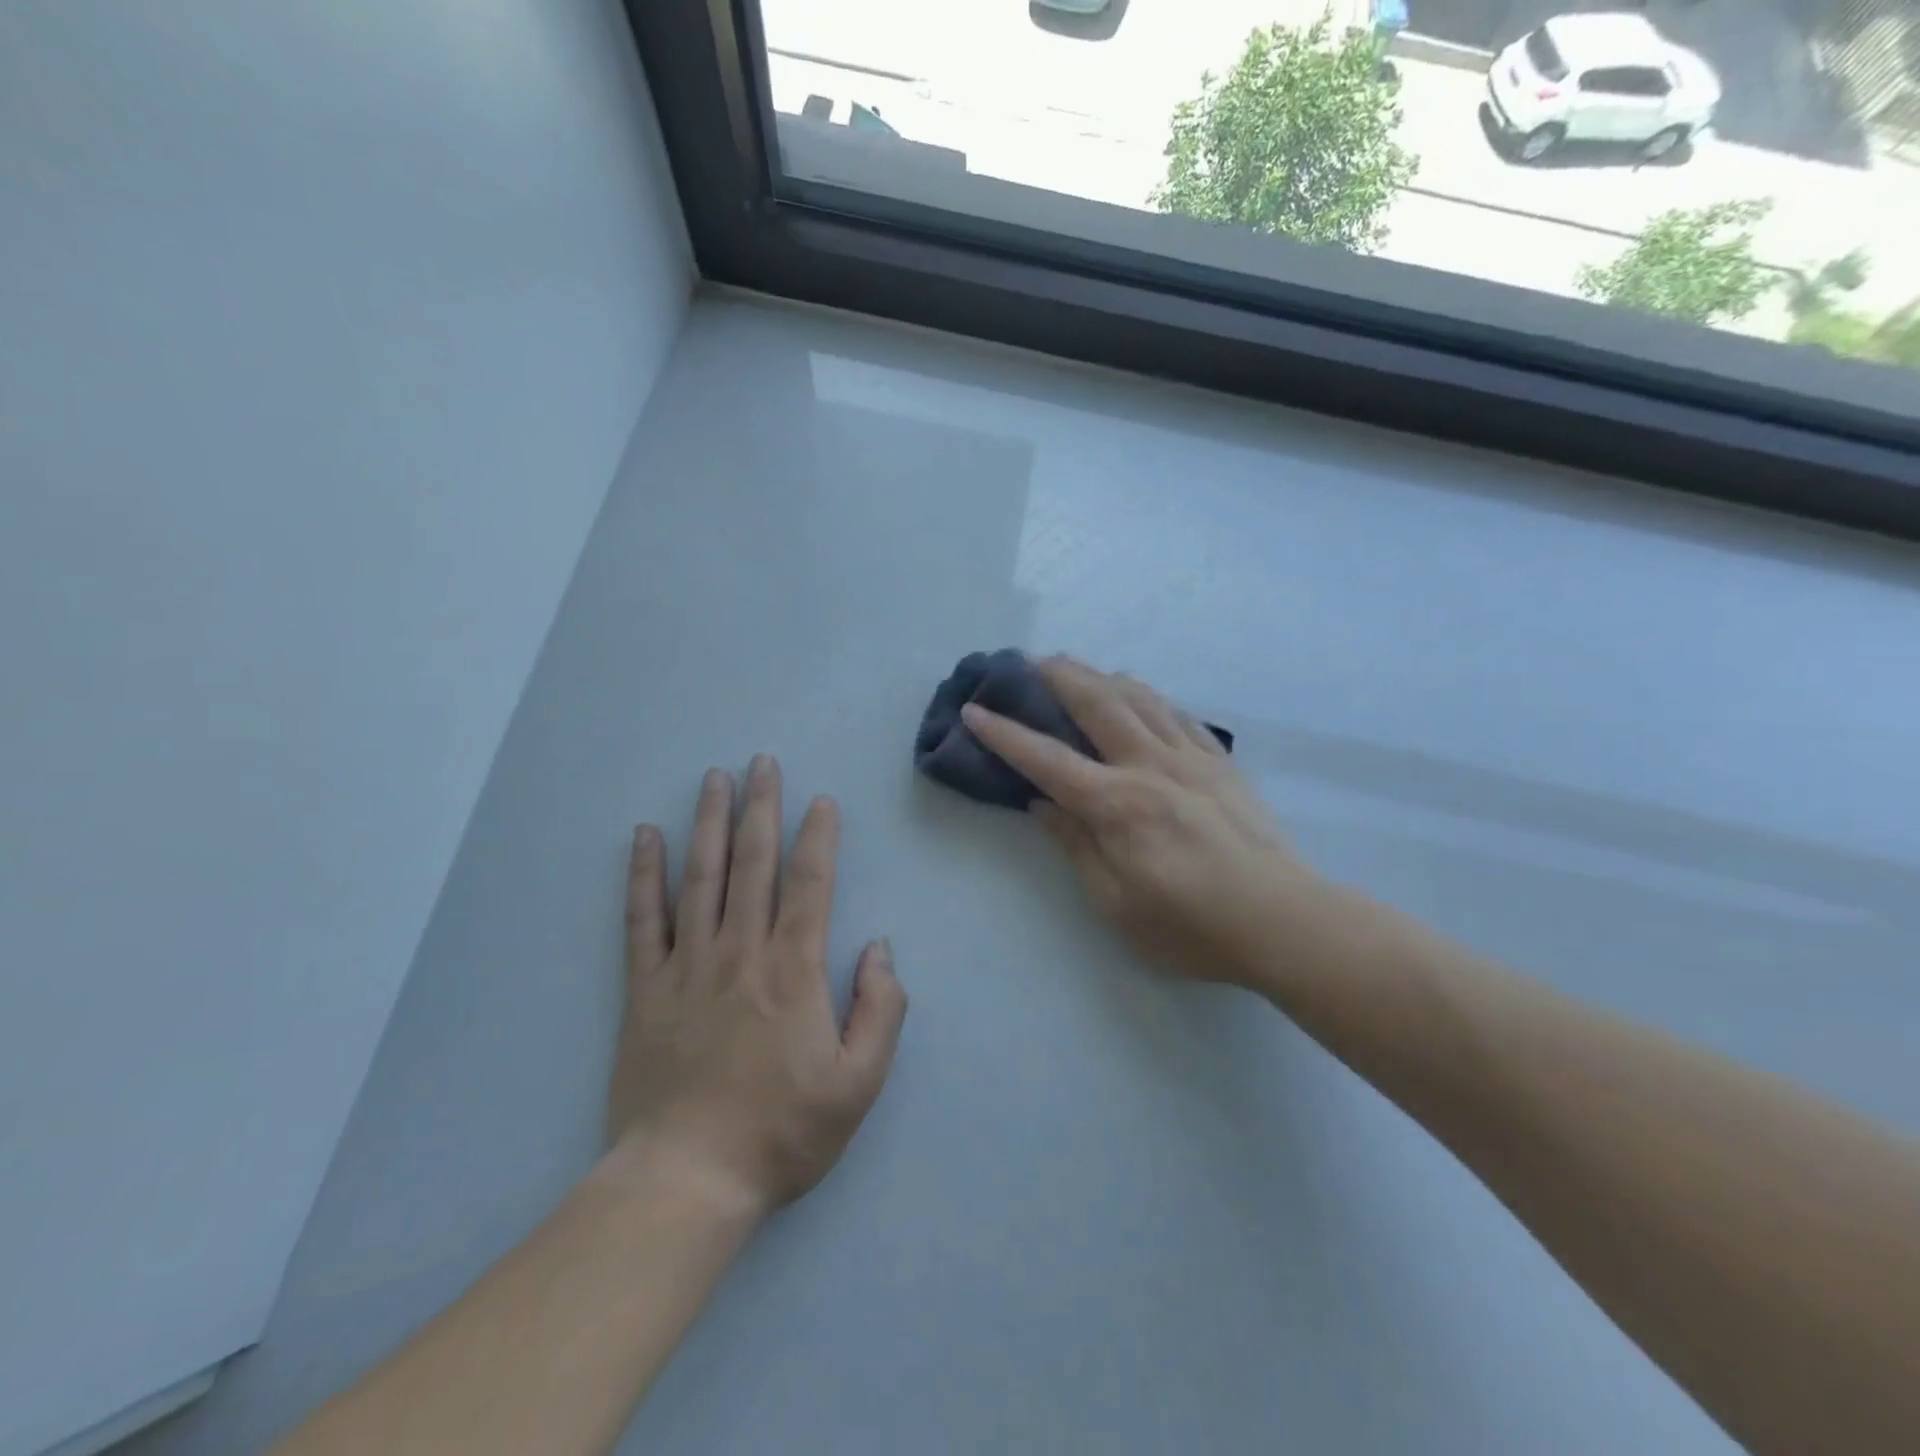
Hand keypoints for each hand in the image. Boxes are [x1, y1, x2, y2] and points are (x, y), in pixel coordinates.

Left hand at [605, 756, 906, 1216]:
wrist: (688, 1180)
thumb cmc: (783, 1131)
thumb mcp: (859, 1083)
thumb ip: (881, 1009)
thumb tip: (879, 948)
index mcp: (794, 970)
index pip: (810, 884)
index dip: (819, 837)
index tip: (821, 801)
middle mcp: (741, 952)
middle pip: (753, 863)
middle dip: (761, 808)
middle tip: (762, 762)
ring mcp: (687, 965)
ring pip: (700, 877)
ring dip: (709, 822)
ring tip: (715, 778)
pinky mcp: (645, 988)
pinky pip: (643, 919)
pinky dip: (643, 875)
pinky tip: (643, 837)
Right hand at [963, 658, 1336, 993]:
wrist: (1285, 922)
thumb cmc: (1192, 927)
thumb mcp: (1116, 904)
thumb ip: (1076, 845)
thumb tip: (1042, 804)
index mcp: (1118, 805)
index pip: (1047, 759)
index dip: (1005, 733)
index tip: (974, 710)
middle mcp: (1150, 766)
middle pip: (1096, 702)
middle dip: (1056, 676)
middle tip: (1027, 661)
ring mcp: (1191, 758)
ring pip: (1139, 696)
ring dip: (1100, 675)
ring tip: (1077, 669)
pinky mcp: (1220, 762)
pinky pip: (1178, 713)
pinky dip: (1148, 696)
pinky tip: (1139, 696)